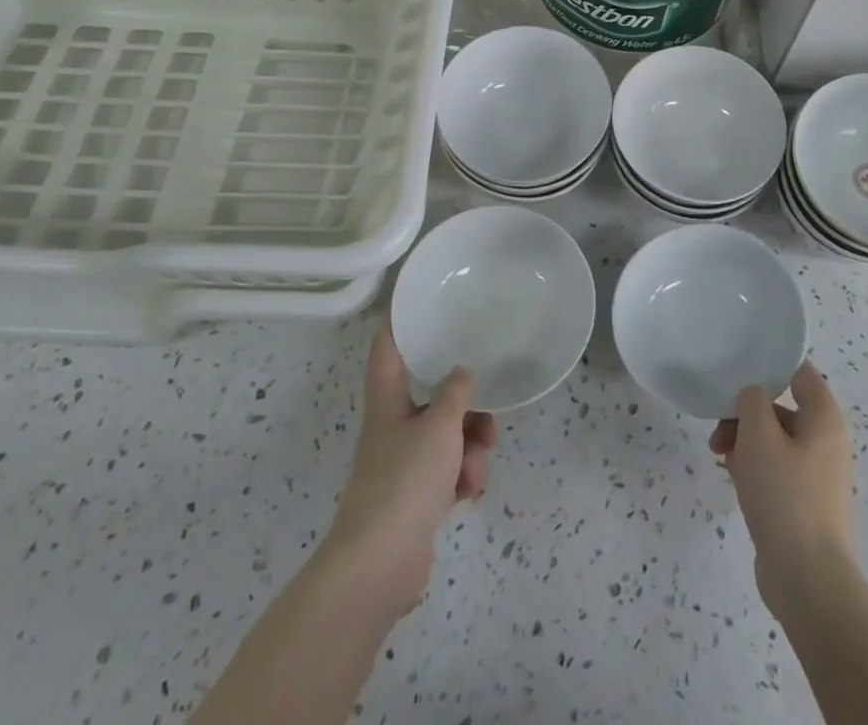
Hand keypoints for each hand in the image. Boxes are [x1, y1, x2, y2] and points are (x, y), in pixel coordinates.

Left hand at [322, 323, 497, 619]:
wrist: (379, 567)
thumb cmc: (404, 481)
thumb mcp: (438, 427)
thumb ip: (455, 393)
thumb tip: (462, 373)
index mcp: (388, 402)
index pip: (388, 349)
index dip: (398, 322)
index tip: (416, 299)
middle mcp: (393, 427)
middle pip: (431, 398)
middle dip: (465, 406)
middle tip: (488, 414)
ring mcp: (404, 464)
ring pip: (447, 436)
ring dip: (470, 448)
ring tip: (476, 468)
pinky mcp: (416, 498)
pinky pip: (448, 472)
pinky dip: (463, 477)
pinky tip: (469, 492)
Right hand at [708, 362, 853, 600]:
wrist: (808, 580)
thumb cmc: (785, 495)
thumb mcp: (759, 434)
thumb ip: (752, 400)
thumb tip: (753, 396)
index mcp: (823, 418)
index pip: (799, 371)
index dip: (770, 364)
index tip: (738, 367)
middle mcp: (825, 441)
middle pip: (781, 407)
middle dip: (746, 411)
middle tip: (719, 424)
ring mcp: (816, 474)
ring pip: (774, 439)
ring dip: (743, 440)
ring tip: (718, 454)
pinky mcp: (803, 503)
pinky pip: (775, 469)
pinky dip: (752, 466)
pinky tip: (729, 475)